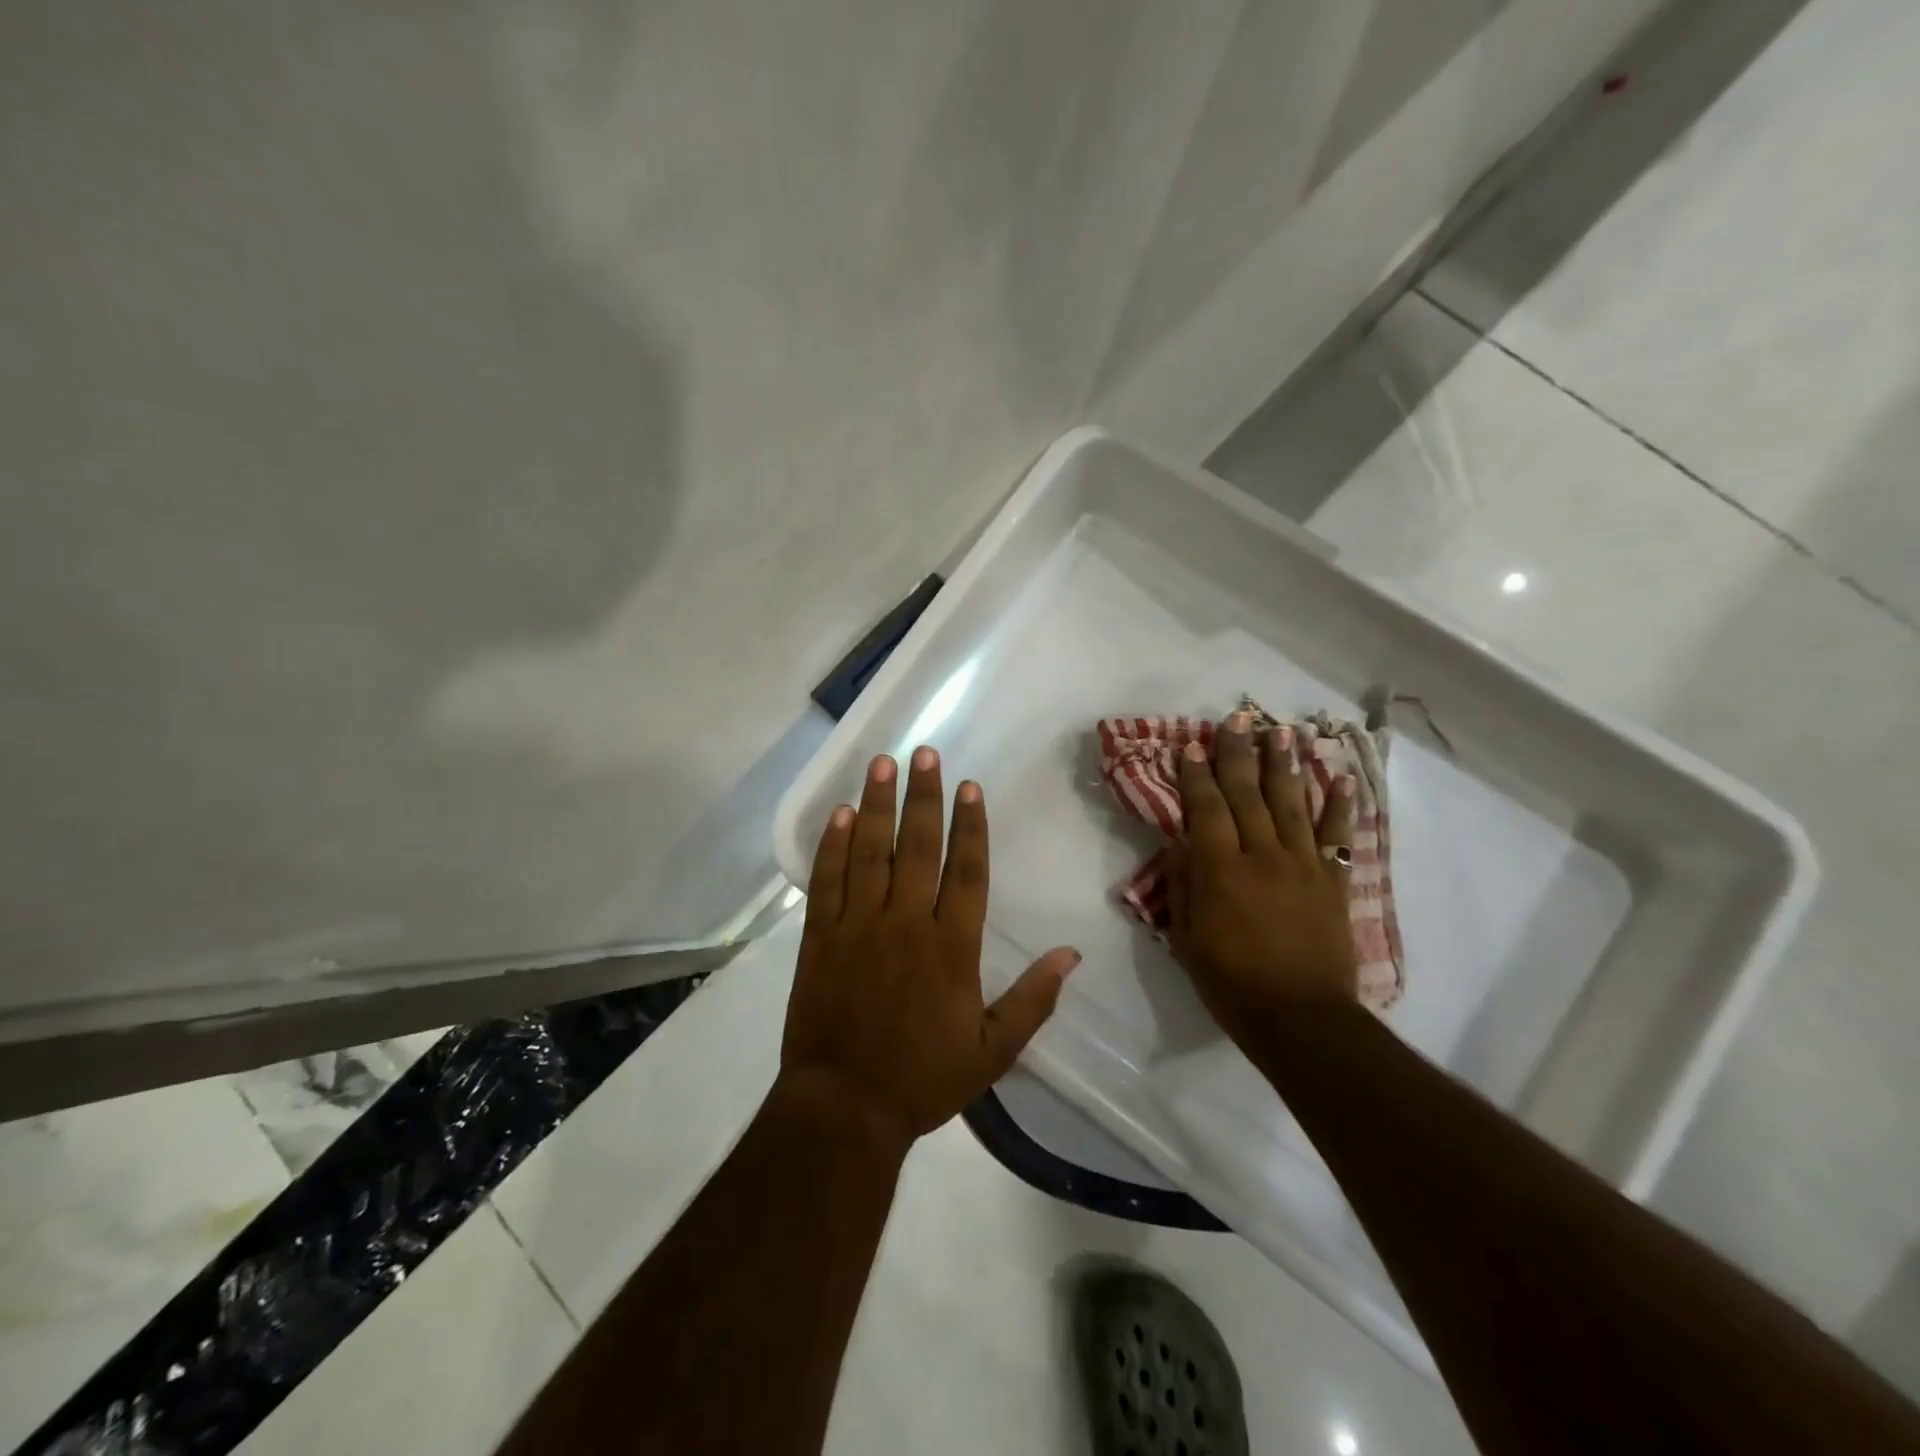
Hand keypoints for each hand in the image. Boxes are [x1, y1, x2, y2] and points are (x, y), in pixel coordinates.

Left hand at [780, 747, 1081, 1153]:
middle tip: (924, 753)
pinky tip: (838, 814)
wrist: (844, 1107)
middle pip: (918, 846)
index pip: (966, 870)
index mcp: (952, 946)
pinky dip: (831, 845)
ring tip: (882, 764)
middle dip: (923, 797)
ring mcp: (858, 926)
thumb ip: (1033, 999)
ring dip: (876, 805)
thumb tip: (1071, 954)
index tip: (969, 786)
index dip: (970, 825)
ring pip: (870, 852)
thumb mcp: (993, 1051)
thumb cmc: (923, 1079)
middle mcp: (906, 923)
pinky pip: (826, 881)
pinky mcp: (819, 937)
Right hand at [1165, 712, 1357, 1045]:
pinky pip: (1337, 837)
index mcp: (1221, 871)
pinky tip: (1341, 778)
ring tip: (1282, 731)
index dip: (1197, 775)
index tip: (1191, 744)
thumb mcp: (1186, 939)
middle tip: (1237, 717)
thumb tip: (1180, 845)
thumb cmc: (1231, 983)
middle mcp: (1262, 856)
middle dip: (1240, 753)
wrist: (1301, 1020)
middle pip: (1249, 794)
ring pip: (1292, 804)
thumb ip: (1183, 887)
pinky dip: (1340, 807)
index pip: (1207, 809)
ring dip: (1286, 765)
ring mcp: (1303, 865)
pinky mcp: (1332, 881)